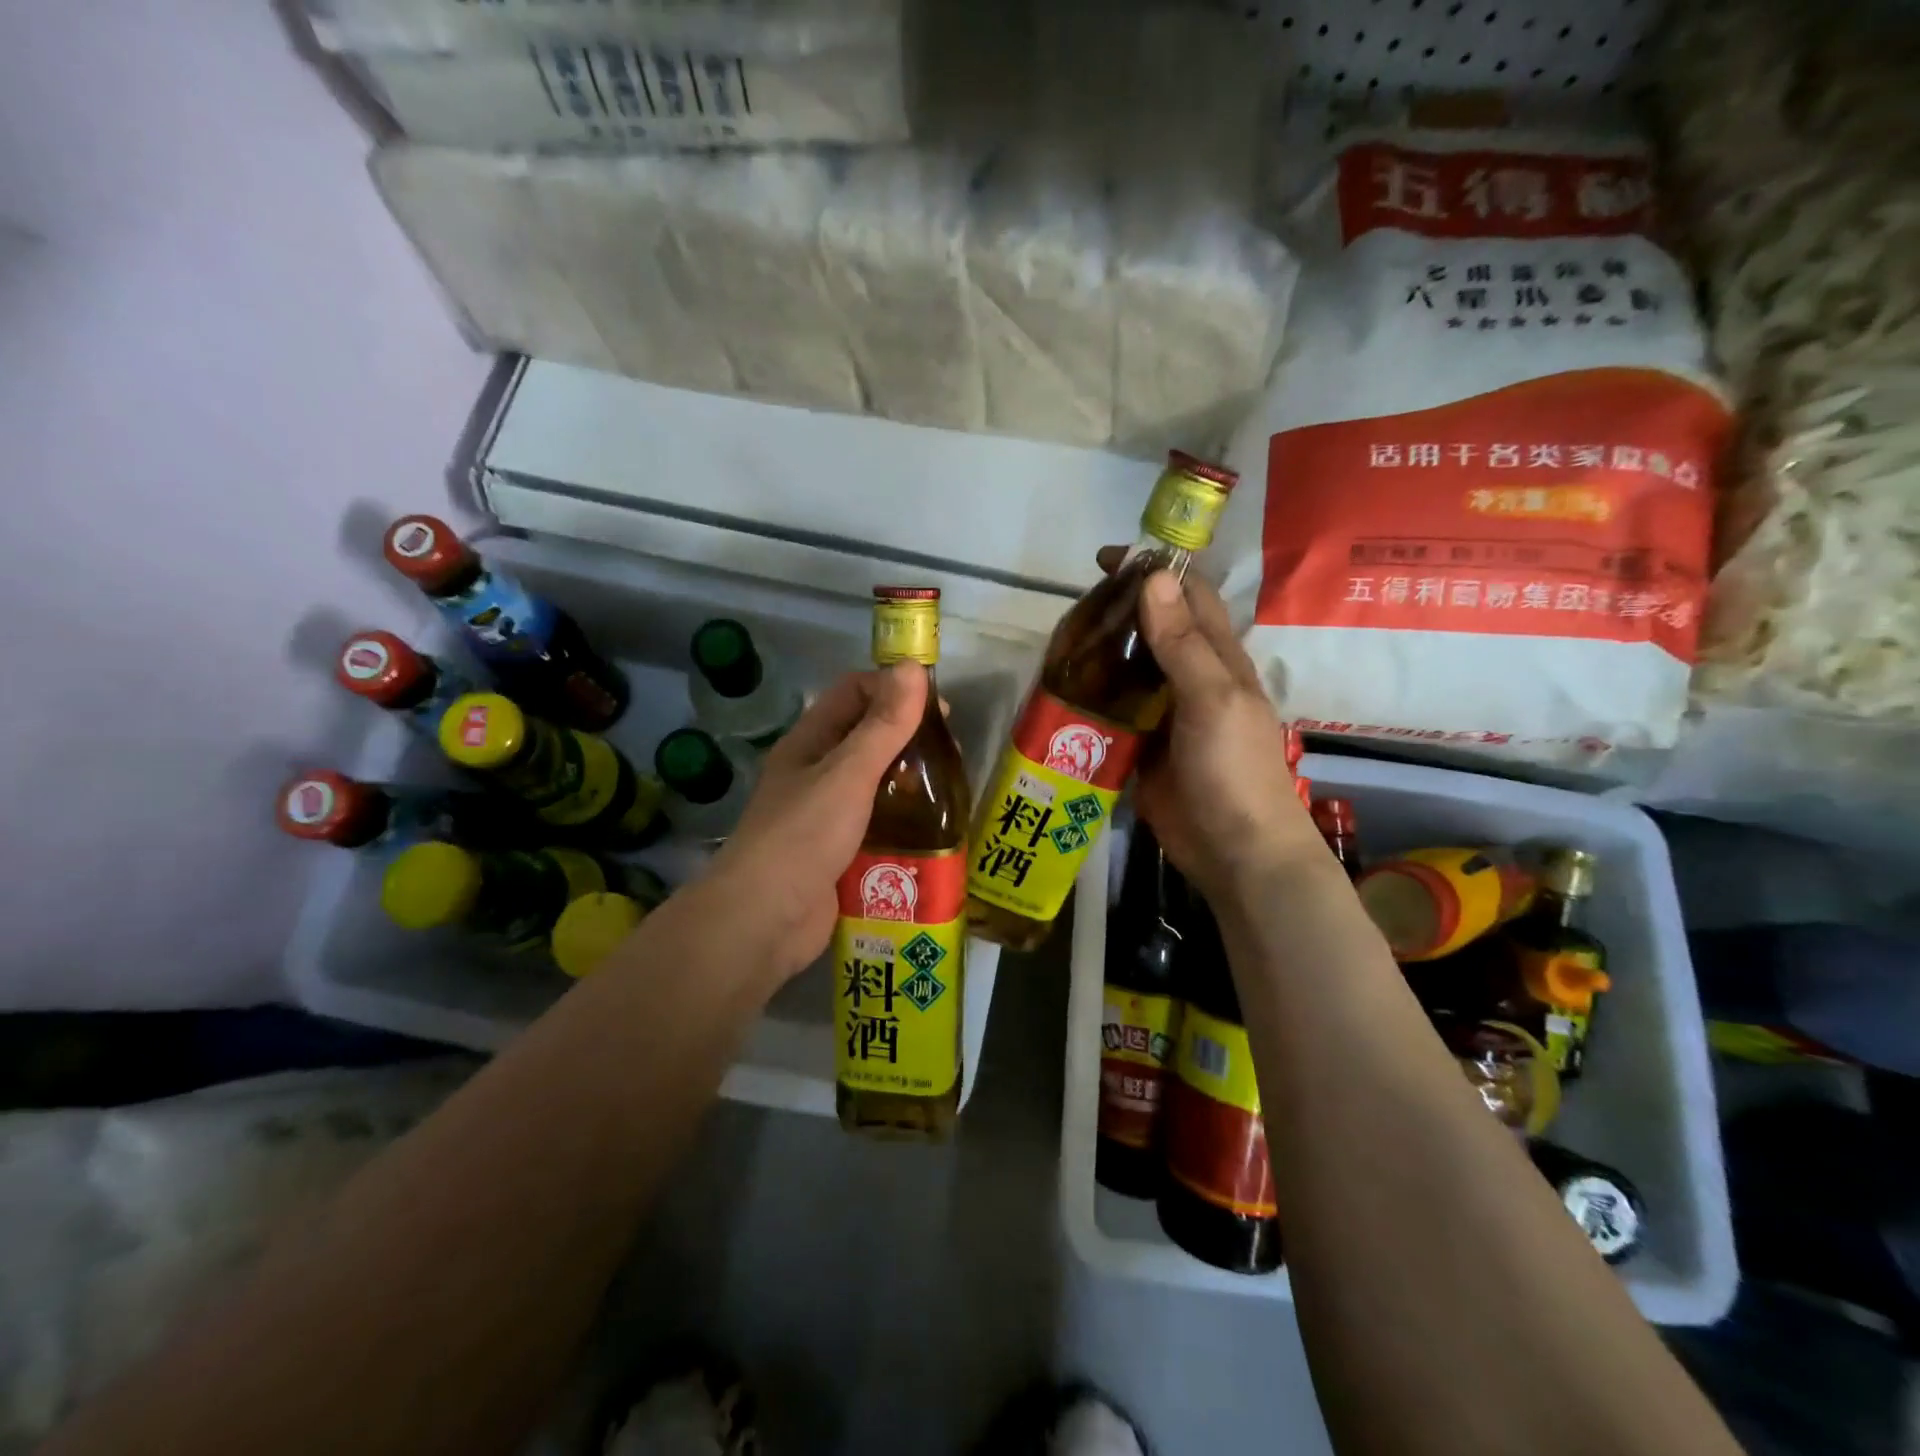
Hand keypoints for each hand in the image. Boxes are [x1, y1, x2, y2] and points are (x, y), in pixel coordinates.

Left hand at [704, 662, 928, 981]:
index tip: (937, 708)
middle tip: (951, 755)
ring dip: (911, 783)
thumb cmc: (803, 836)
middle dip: (910, 738)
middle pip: (869, 738)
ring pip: (877, 784)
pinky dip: (905, 823)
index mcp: (810, 743)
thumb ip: (883, 725)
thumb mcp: (848, 774)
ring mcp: (828, 816)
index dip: (893, 689)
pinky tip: (935, 831)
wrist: (764, 921)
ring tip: (950, 792)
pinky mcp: (841, 853)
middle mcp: (817, 773)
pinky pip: (879, 826)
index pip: (854, 693)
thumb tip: (912, 666)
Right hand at [1097, 548, 1320, 902]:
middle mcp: (1191, 678)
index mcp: (1217, 658)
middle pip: (1153, 630)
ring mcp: (1165, 715)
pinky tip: (1063, 692)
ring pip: (1129, 670)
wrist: (1234, 851)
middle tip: (1070, 607)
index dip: (1154, 571)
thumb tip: (1153, 579)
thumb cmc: (1233, 770)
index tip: (1108, 558)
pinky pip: (1114, 712)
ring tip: (1058, 643)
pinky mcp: (1142, 747)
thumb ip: (1182, 644)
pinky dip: (1092, 698)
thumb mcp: (1212, 699)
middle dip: (1118, 611)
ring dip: (1100, 654)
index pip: (1188, 596)